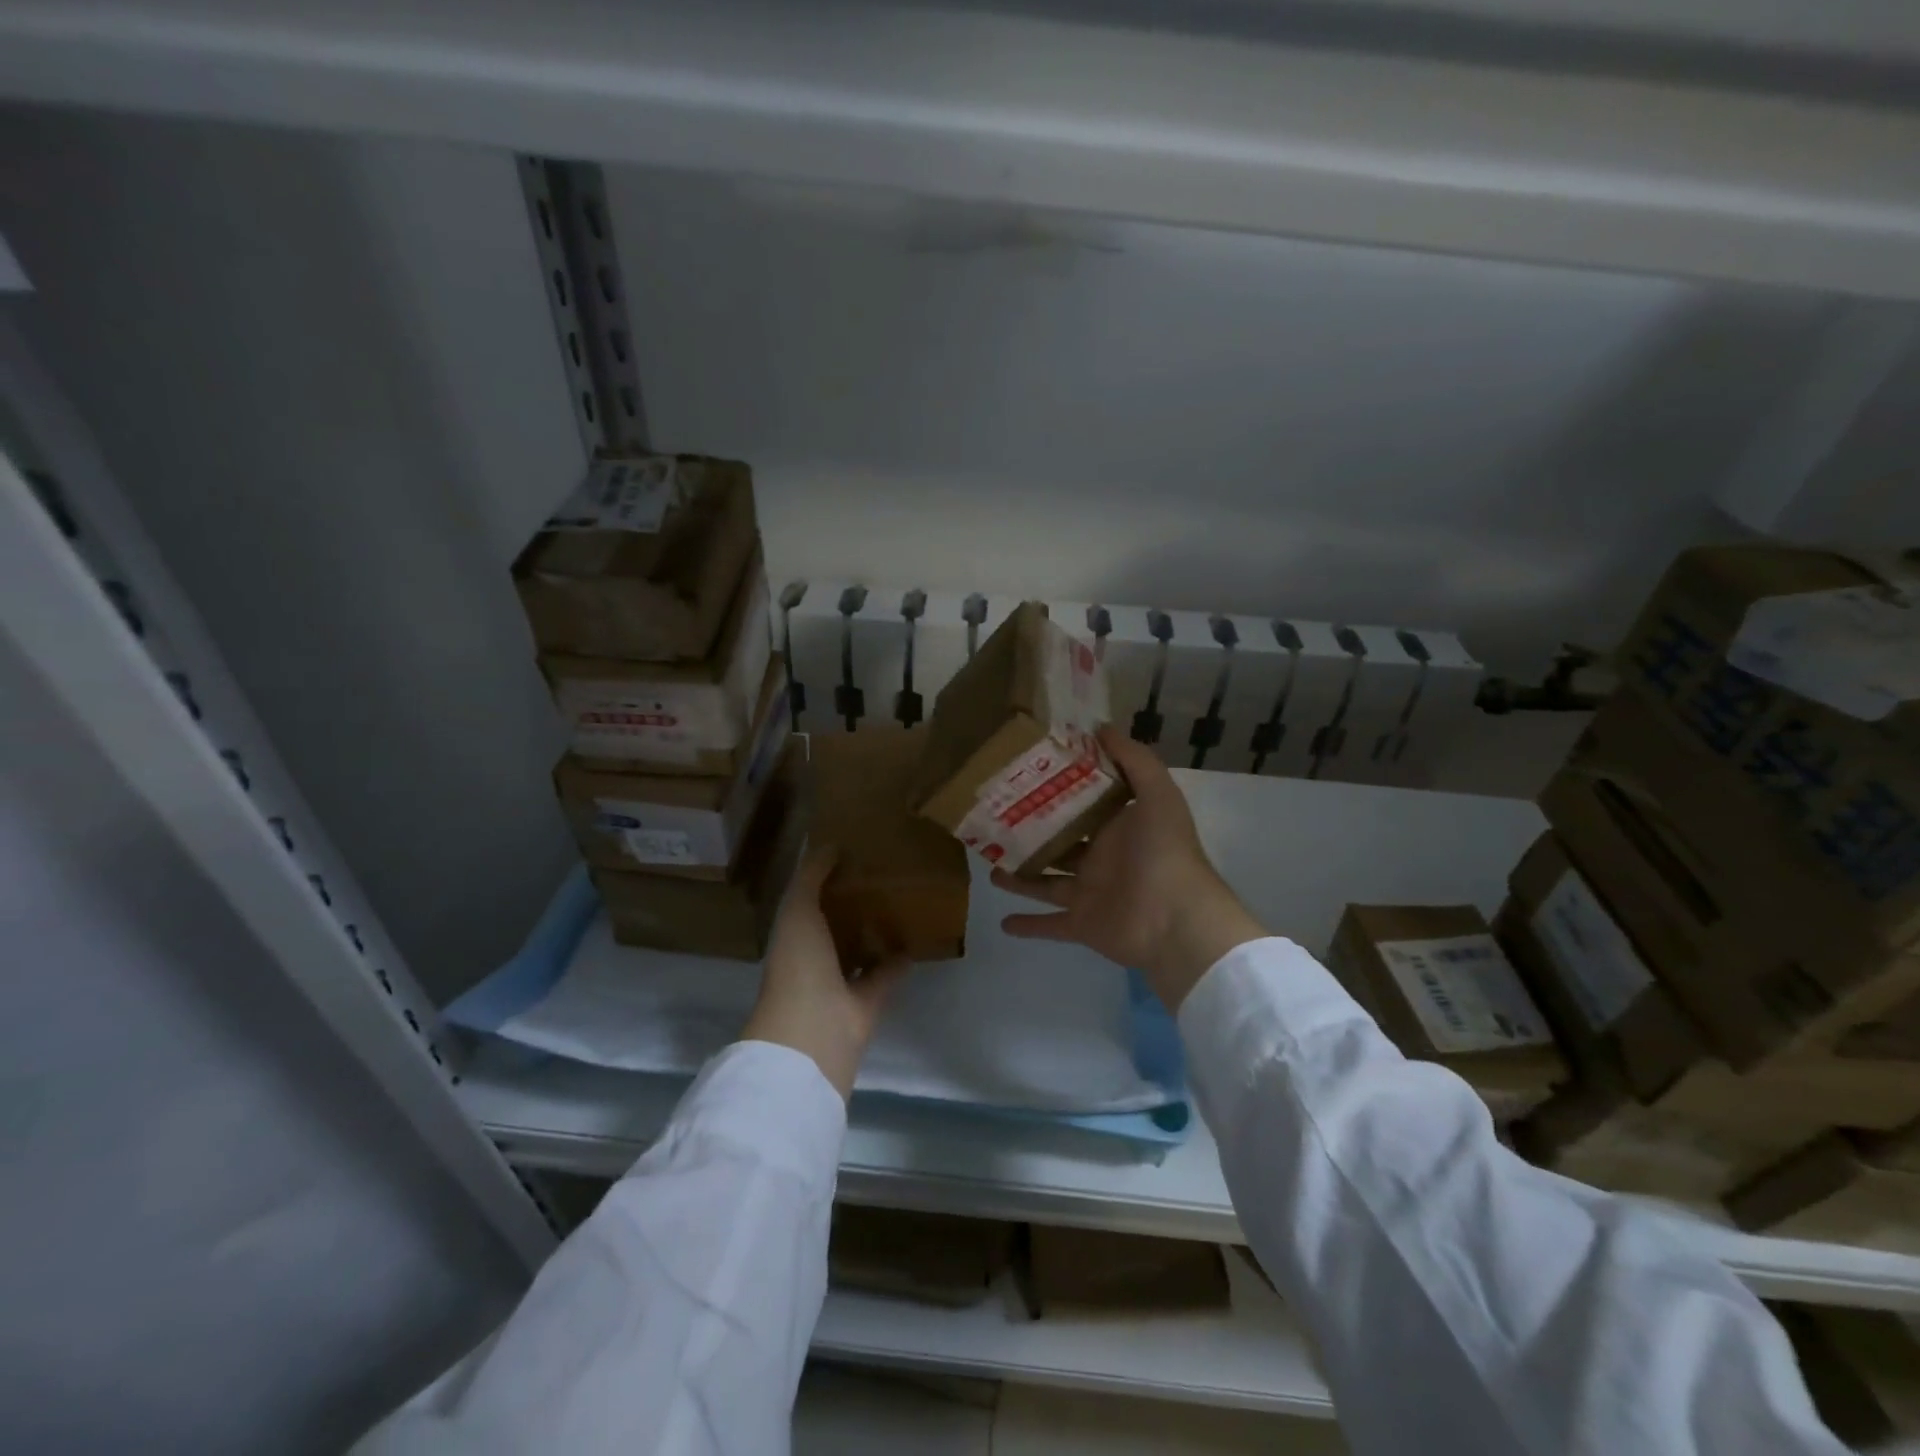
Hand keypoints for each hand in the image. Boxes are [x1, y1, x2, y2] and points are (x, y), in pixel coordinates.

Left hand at [742, 845, 909, 1098]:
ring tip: (905, 896)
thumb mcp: (798, 909)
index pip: (810, 901)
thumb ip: (811, 876)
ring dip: (879, 928)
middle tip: (885, 870)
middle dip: (856, 901)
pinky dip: (901, 957)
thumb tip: (830, 844)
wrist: (814, 1030)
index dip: (827, 878)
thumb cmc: (799, 963)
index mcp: (793, 935)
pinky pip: (888, 972)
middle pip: (838, 924)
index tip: (852, 852)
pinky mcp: (870, 1000)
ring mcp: (842, 982)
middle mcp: (815, 958)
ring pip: (863, 948)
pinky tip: (920, 933)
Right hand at [992, 726, 1263, 1010]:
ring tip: (990, 865)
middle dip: (1031, 833)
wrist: (1175, 920)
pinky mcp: (1082, 924)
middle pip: (1059, 842)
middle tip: (995, 820)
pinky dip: (1028, 925)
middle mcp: (1101, 858)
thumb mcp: (1157, 794)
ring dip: (1020, 876)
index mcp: (1118, 827)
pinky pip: (1050, 924)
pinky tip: (1001, 922)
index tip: (1025, 774)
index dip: (1057, 789)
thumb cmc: (1163, 852)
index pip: (1083, 803)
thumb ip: (1134, 760)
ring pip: (1046, 882)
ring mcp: (1090, 893)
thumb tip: (1101, 727)